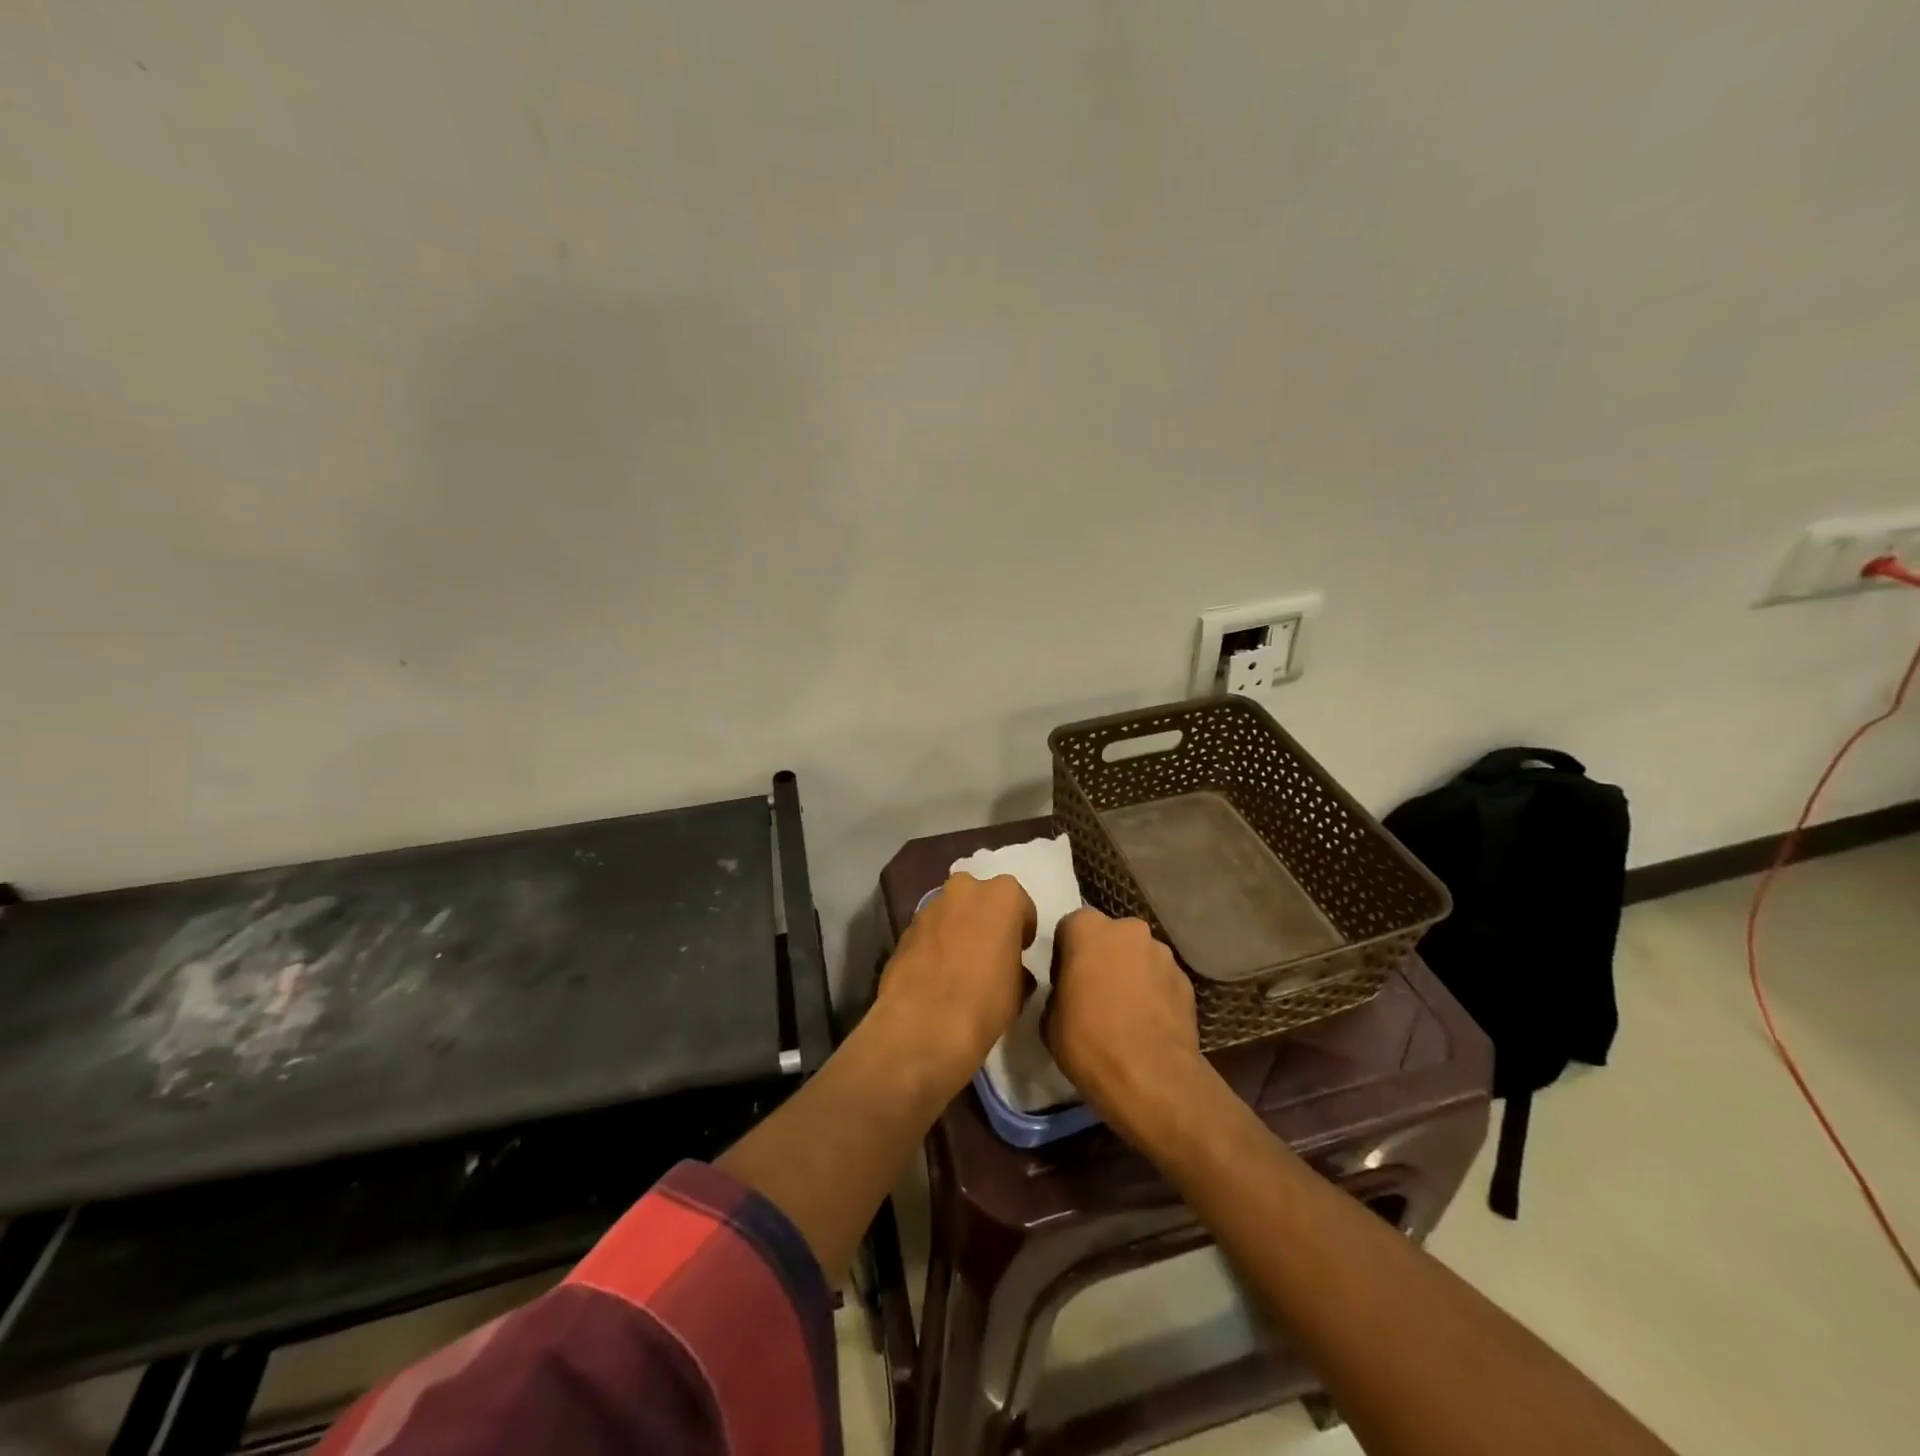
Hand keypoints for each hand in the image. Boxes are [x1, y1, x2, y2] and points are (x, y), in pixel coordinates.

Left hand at [873, 872, 1035, 1096]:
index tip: (1020, 952)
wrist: (924, 1022)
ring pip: (951, 912)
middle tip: (989, 953)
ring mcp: (930, 905)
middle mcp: (965, 889)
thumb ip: (1017, 965)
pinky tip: (936, 974)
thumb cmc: (986, 999)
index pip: (1021, 906)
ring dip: (957, 930)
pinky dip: (934, 944)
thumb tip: (1011, 969)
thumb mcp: (1020, 988)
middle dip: (985, 919)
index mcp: (1002, 895)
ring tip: (959, 966)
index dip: (1021, 930)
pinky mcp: (904, 927)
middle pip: (981, 899)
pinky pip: (929, 931)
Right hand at [1044, 908, 1215, 1148]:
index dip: (1066, 955)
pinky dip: (1154, 994)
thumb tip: (1069, 995)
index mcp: (1087, 929)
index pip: (1070, 928)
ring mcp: (1162, 953)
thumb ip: (1058, 992)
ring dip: (1130, 974)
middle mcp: (1128, 930)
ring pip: (1138, 957)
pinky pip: (1161, 980)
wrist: (1152, 1078)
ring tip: (1126, 1014)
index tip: (1065, 984)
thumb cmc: (1089, 1041)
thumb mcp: (1049, 1019)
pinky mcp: (1186, 981)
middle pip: (1109, 937)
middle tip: (1095, 995)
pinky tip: (1148, 1025)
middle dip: (1102, 958)